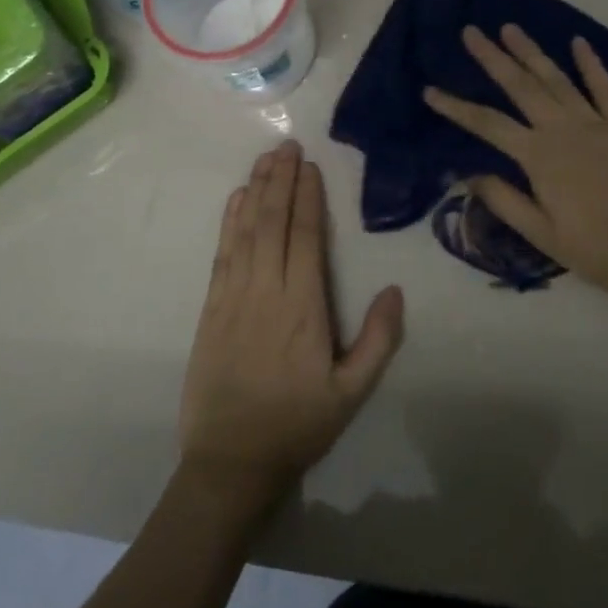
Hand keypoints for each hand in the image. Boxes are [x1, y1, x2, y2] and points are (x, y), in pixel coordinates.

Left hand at [178, 141, 404, 512]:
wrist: (230, 462)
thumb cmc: (297, 424)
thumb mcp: (351, 393)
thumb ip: (378, 341)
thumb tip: (396, 290)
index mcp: (303, 307)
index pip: (306, 237)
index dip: (307, 198)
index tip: (309, 166)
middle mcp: (267, 290)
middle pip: (274, 222)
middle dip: (280, 180)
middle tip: (287, 145)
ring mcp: (234, 296)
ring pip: (246, 230)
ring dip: (256, 190)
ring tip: (265, 159)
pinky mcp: (212, 307)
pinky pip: (223, 253)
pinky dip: (230, 221)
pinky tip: (237, 198)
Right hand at [423, 25, 607, 303]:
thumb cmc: (596, 251)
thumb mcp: (541, 235)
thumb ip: (504, 200)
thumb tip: (468, 174)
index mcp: (539, 157)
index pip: (487, 124)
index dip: (456, 107)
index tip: (430, 91)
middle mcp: (564, 130)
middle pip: (520, 86)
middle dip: (493, 57)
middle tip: (471, 31)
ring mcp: (597, 124)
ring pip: (557, 79)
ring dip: (532, 52)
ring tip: (511, 28)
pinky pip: (606, 89)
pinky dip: (592, 64)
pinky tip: (578, 42)